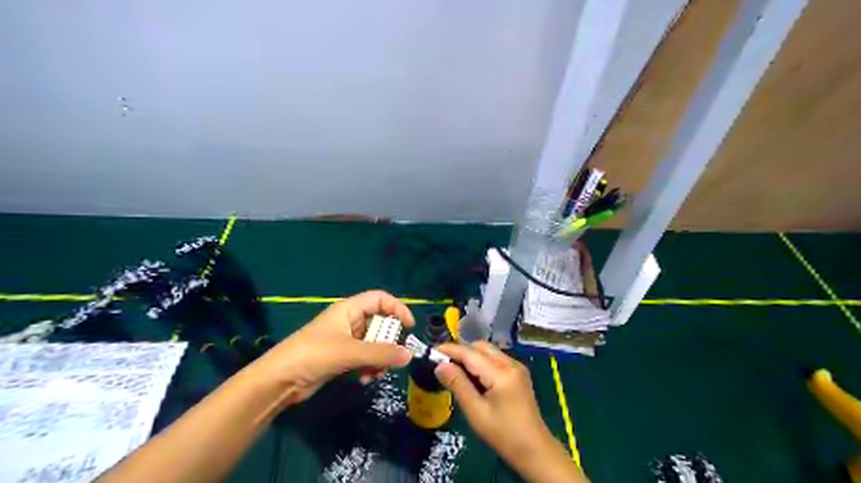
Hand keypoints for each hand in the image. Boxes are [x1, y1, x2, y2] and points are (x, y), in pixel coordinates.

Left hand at [252, 291, 414, 407]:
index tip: (409, 327)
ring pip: (374, 343)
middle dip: (389, 341)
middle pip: (380, 323)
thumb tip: (410, 355)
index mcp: (349, 309)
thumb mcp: (350, 352)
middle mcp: (349, 321)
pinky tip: (365, 379)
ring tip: (377, 373)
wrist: (279, 380)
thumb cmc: (313, 355)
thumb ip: (381, 354)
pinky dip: (369, 367)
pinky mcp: (341, 357)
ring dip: (380, 358)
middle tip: (393, 357)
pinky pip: (365, 357)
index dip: (397, 309)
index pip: (380, 299)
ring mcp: (345, 340)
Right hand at [434, 344, 546, 460]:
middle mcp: (510, 363)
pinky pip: (496, 359)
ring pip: (488, 351)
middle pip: (480, 347)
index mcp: (501, 372)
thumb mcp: (476, 411)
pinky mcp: (518, 373)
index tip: (432, 351)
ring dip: (471, 355)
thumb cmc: (503, 434)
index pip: (470, 353)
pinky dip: (481, 362)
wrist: (534, 449)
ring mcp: (516, 367)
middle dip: (461, 350)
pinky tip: (472, 376)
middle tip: (442, 362)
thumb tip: (439, 365)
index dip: (450, 350)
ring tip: (454, 369)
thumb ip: (458, 384)